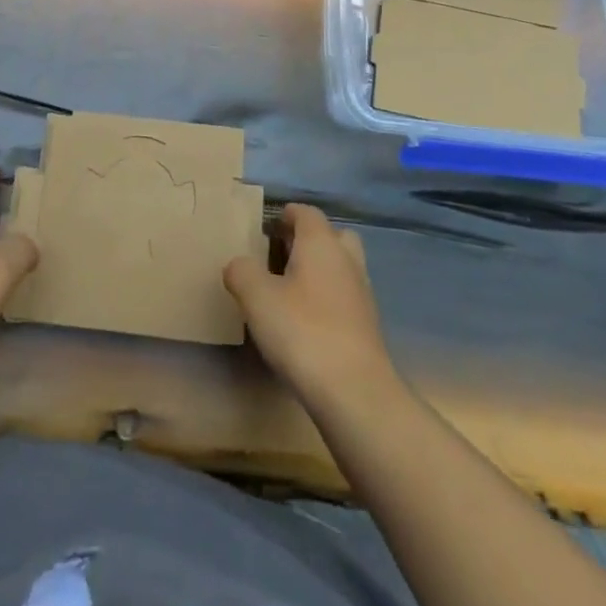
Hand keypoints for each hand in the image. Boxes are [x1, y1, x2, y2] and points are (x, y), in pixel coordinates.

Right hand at [224, 204, 394, 408]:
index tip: (267, 227)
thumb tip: (238, 265)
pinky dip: (328, 298)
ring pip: (341, 266)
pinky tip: (307, 321)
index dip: (286, 214)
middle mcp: (346, 260)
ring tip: (290, 290)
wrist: (355, 392)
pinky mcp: (367, 326)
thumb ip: (241, 272)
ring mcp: (362, 293)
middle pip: (332, 235)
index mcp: (321, 243)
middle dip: (309, 240)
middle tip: (281, 255)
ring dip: (320, 270)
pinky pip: (345, 296)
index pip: (307, 213)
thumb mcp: (257, 298)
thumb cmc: (302, 331)